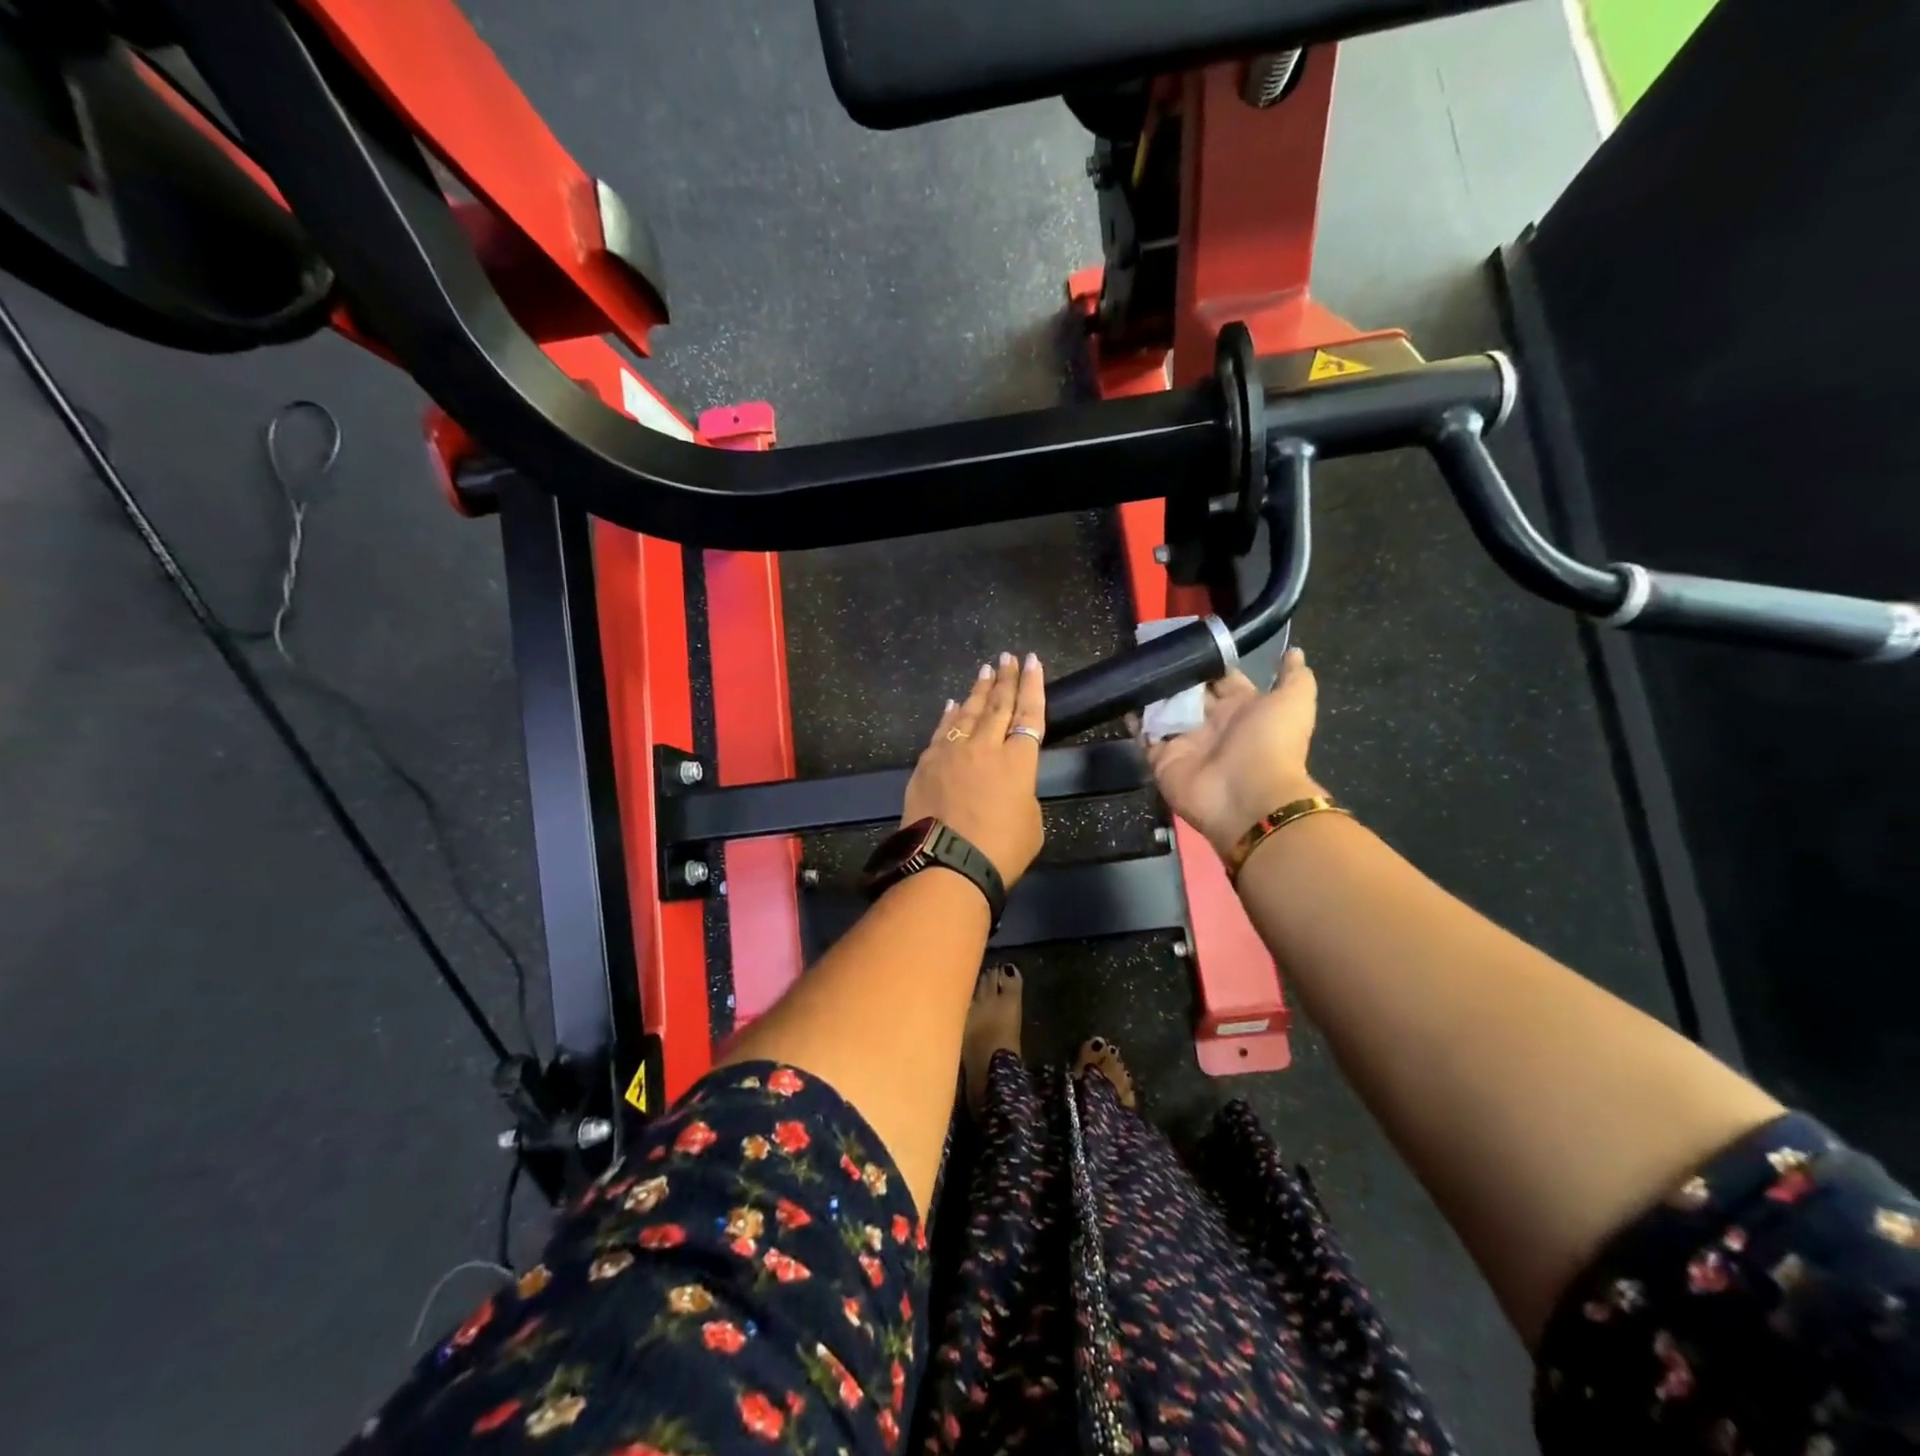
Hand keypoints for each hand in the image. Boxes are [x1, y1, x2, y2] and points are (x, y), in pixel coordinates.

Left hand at [901, 652, 1046, 885]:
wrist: (946, 865)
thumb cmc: (1000, 851)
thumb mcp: (1031, 823)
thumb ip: (1022, 793)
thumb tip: (1007, 784)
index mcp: (1018, 761)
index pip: (1029, 714)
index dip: (1032, 686)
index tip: (1032, 662)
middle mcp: (985, 747)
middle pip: (997, 705)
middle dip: (1005, 678)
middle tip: (1008, 657)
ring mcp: (952, 752)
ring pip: (968, 713)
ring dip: (978, 690)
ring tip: (985, 671)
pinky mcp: (926, 763)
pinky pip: (942, 731)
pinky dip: (950, 716)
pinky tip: (953, 705)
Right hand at [1142, 647, 1323, 857]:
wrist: (1248, 796)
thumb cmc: (1270, 743)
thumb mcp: (1293, 702)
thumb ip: (1294, 676)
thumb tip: (1295, 652)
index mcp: (1241, 708)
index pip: (1219, 679)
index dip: (1206, 661)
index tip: (1186, 641)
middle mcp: (1211, 724)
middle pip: (1187, 693)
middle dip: (1173, 675)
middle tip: (1151, 652)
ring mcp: (1185, 742)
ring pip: (1163, 712)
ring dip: (1150, 694)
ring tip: (1132, 671)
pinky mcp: (1162, 759)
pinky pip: (1144, 737)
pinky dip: (1134, 721)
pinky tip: (1125, 700)